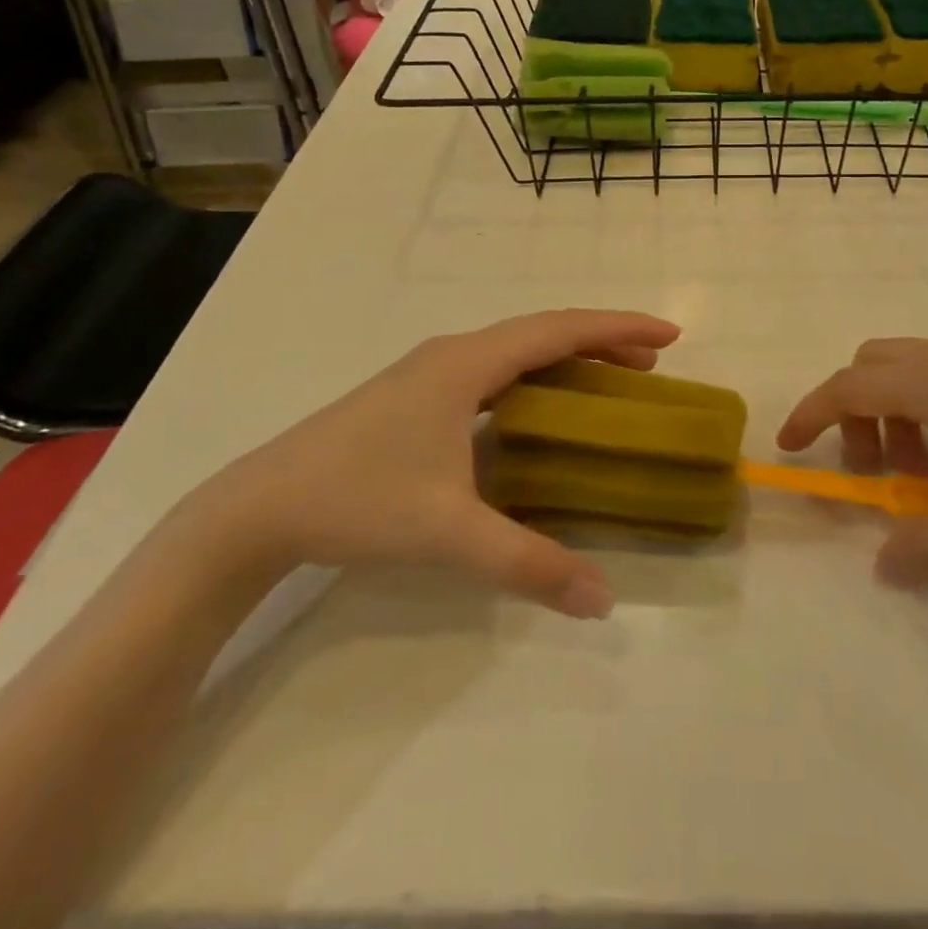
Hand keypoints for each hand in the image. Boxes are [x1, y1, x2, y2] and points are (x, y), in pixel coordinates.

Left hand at [193, 309, 679, 617]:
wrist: (258, 508)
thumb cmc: (358, 501)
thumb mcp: (449, 532)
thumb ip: (528, 563)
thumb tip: (602, 600)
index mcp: (469, 363)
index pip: (560, 329)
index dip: (619, 328)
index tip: (669, 334)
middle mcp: (453, 353)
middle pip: (543, 330)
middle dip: (602, 340)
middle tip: (652, 362)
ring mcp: (430, 370)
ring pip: (517, 348)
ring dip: (568, 355)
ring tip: (610, 378)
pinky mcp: (416, 393)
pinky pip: (495, 368)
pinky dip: (535, 374)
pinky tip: (540, 406)